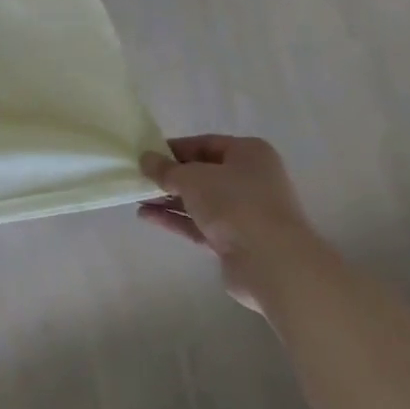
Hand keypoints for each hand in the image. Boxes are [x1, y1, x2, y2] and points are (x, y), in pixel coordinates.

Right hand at [138, 135, 319, 310]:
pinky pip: (201, 225)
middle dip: (170, 177)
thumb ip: (165, 169)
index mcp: (249, 154)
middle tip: (140, 178)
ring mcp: (246, 213)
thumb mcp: (192, 177)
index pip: (205, 144)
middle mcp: (251, 180)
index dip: (174, 148)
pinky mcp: (237, 243)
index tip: (147, 155)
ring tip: (137, 198)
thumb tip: (145, 159)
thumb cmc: (235, 204)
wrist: (272, 263)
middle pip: (203, 174)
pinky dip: (176, 220)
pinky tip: (147, 217)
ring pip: (200, 202)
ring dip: (169, 200)